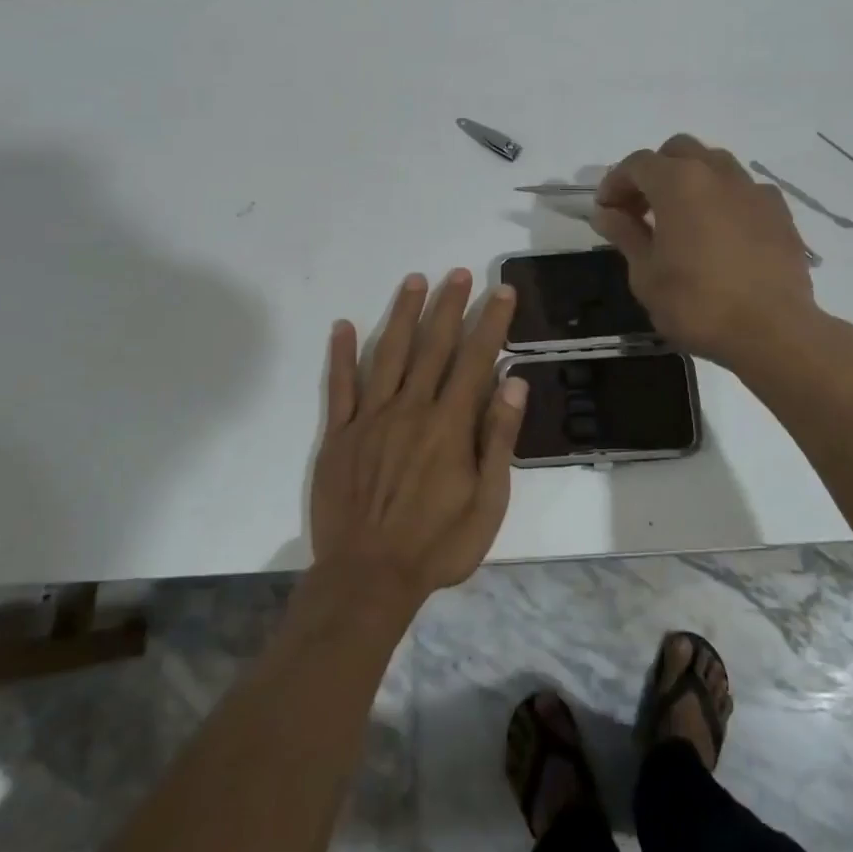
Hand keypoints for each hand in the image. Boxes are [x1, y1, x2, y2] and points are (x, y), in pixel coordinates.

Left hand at [310, 269, 526, 609]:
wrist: (367, 578)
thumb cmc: (437, 545)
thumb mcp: (487, 503)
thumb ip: (498, 440)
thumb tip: (513, 384)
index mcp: (449, 425)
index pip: (475, 360)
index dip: (491, 323)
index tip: (502, 292)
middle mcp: (410, 409)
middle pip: (433, 347)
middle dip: (450, 307)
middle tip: (461, 273)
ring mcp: (370, 419)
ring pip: (389, 354)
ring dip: (403, 315)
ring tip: (415, 280)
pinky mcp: (339, 434)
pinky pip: (340, 386)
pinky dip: (341, 354)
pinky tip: (343, 325)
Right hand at [590, 134, 822, 369]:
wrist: (773, 331)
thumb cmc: (697, 305)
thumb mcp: (646, 275)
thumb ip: (626, 235)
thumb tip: (607, 213)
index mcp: (679, 183)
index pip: (637, 164)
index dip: (615, 183)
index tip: (606, 210)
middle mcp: (718, 173)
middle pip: (678, 151)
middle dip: (654, 172)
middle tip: (640, 209)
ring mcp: (753, 190)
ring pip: (715, 164)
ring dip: (690, 180)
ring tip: (681, 219)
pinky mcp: (780, 212)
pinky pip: (743, 190)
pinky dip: (723, 199)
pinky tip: (720, 233)